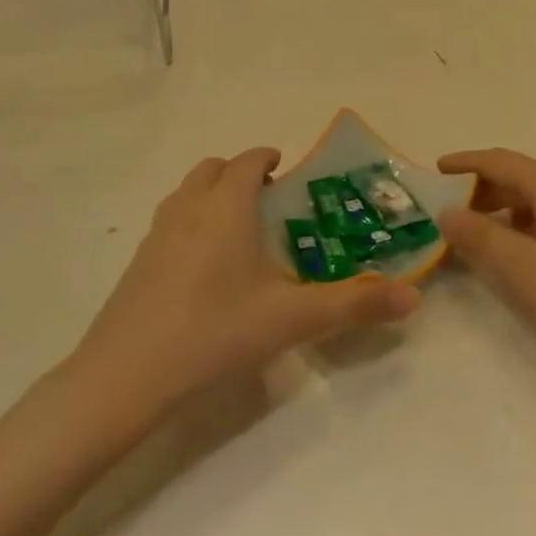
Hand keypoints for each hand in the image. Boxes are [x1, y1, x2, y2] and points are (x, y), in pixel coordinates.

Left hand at [74, 149, 420, 422]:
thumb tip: (413, 296)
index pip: (247, 161)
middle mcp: (188, 210)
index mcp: (225, 208)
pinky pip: (169, 223)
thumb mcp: (291, 320)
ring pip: (186, 194)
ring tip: (238, 230)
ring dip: (212, 195)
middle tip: (269, 200)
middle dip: (239, 173)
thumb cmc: (213, 333)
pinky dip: (191, 224)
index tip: (287, 169)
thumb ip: (354, 305)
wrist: (123, 378)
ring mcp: (156, 236)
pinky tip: (205, 269)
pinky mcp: (137, 265)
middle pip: (212, 169)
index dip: (268, 157)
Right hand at [437, 149, 535, 383]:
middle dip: (480, 191)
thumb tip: (447, 212)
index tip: (433, 171)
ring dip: (504, 211)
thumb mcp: (532, 275)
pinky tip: (521, 256)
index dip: (466, 163)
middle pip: (520, 177)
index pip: (502, 161)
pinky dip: (527, 226)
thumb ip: (485, 240)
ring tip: (476, 239)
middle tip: (445, 216)